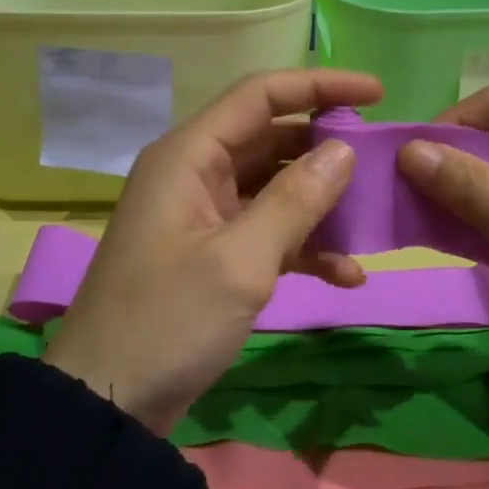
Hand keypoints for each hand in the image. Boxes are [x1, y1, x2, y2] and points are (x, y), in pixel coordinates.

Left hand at [43, 68, 383, 433]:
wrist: (107, 402)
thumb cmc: (168, 321)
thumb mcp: (240, 260)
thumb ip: (295, 200)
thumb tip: (343, 150)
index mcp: (189, 157)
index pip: (259, 96)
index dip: (319, 86)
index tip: (377, 93)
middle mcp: (195, 174)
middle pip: (271, 139)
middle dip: (326, 150)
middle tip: (381, 164)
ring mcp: (203, 216)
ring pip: (274, 188)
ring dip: (321, 204)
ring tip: (371, 223)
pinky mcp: (212, 255)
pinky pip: (267, 233)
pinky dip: (305, 247)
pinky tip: (347, 275)